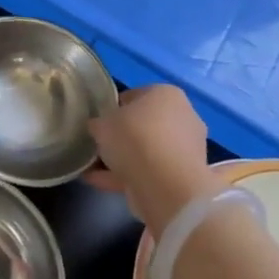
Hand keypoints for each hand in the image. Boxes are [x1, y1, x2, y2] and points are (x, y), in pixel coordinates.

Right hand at [85, 85, 222, 232]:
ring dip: (122, 159)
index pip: (134, 96)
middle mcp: (182, 117)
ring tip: (93, 169)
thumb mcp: (102, 124)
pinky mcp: (182, 175)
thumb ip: (98, 123)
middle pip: (143, 125)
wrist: (165, 184)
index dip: (112, 109)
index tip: (97, 123)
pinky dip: (126, 176)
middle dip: (120, 136)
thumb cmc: (134, 138)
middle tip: (97, 146)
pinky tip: (99, 182)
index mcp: (166, 94)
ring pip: (146, 151)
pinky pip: (148, 171)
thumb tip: (97, 127)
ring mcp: (185, 148)